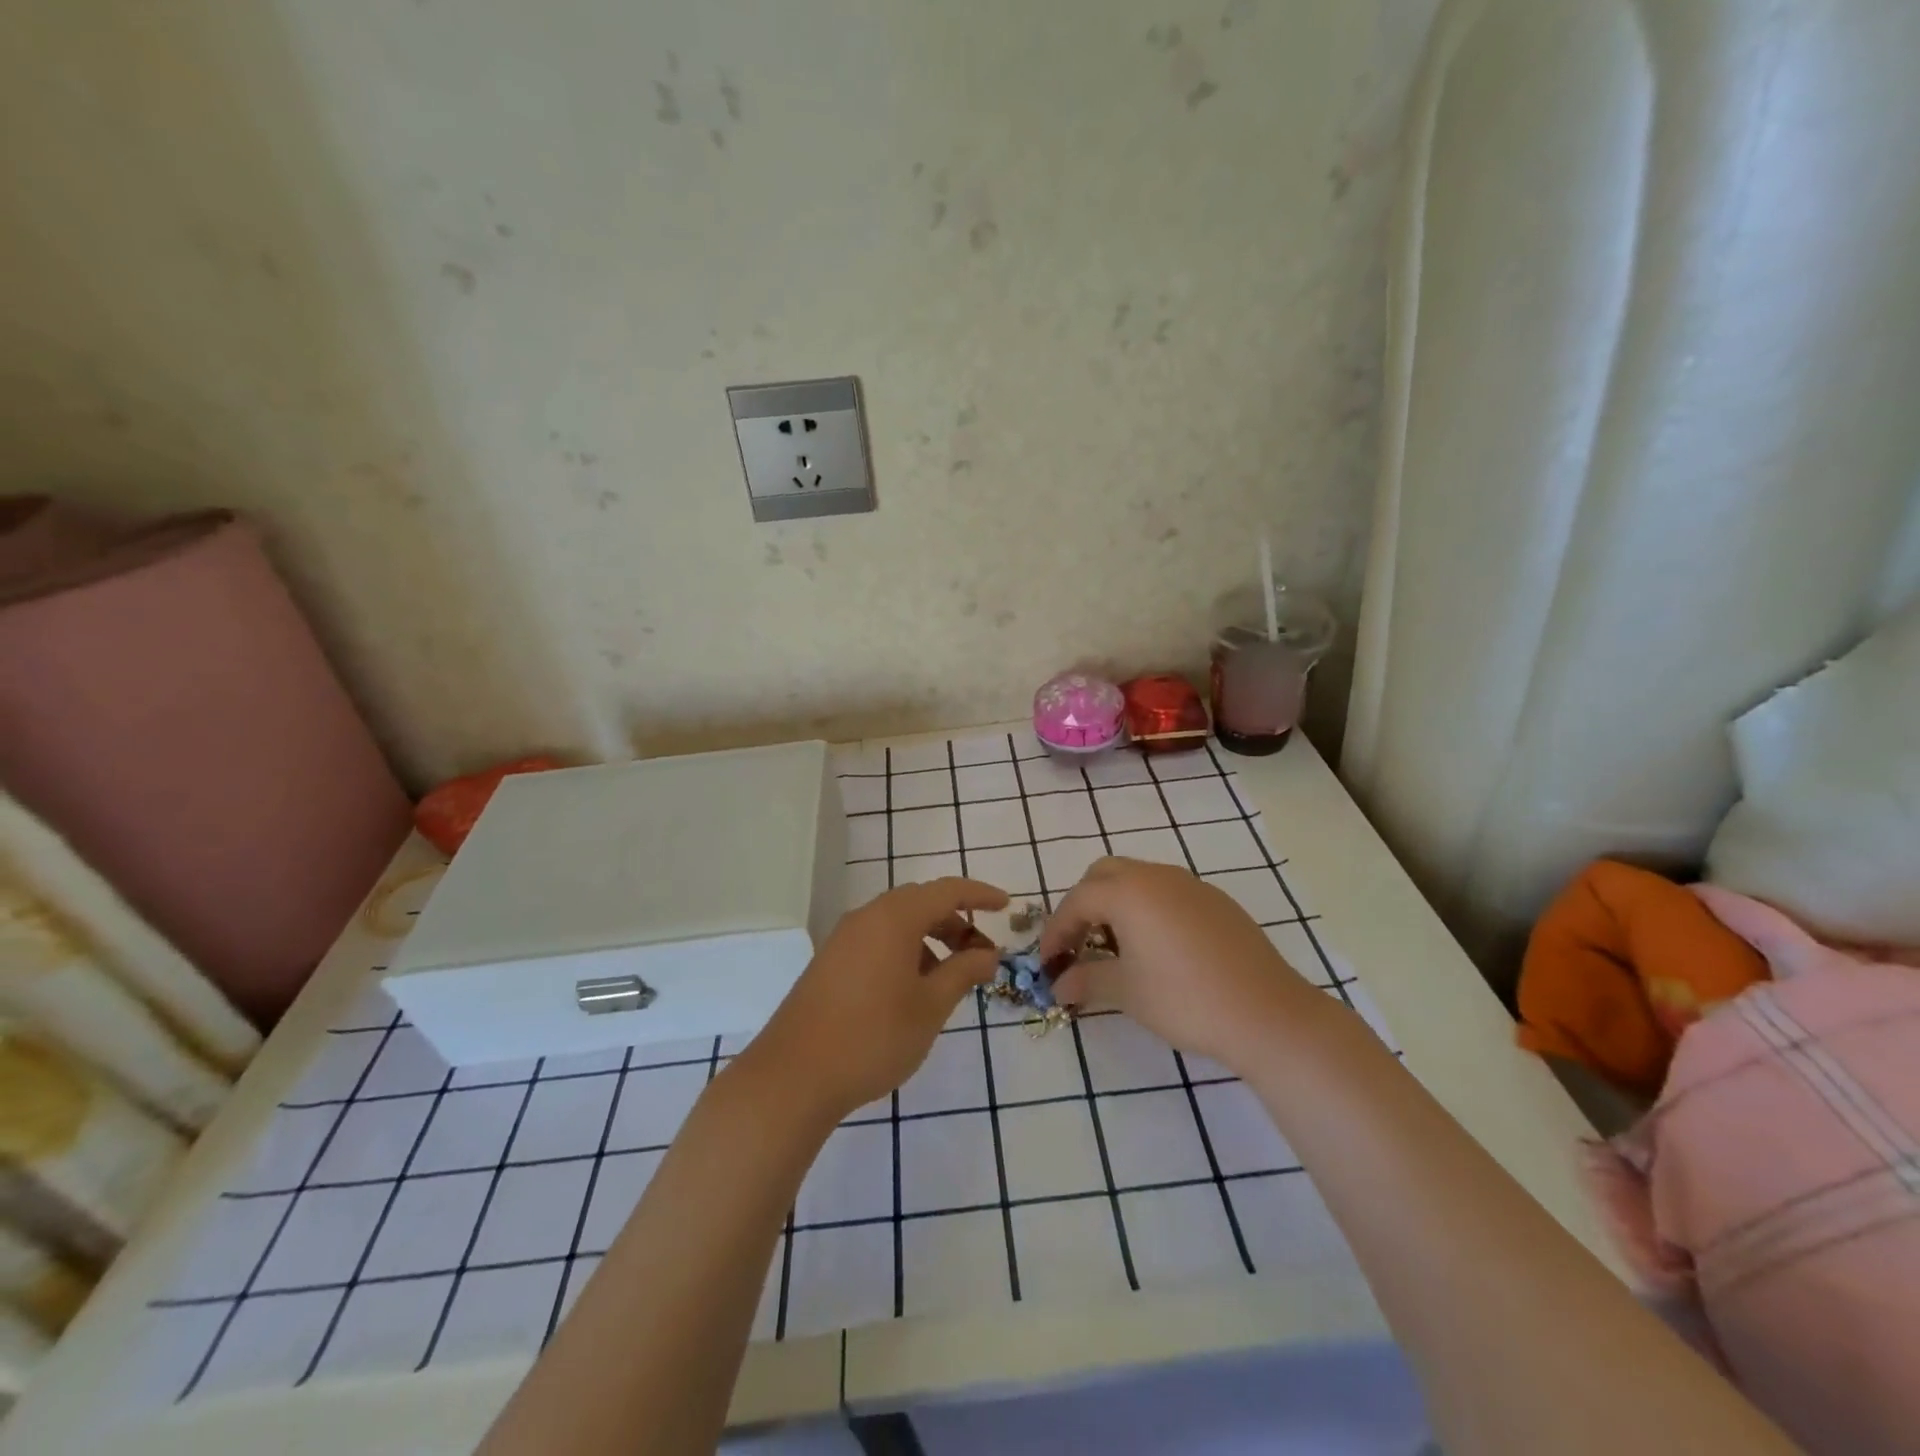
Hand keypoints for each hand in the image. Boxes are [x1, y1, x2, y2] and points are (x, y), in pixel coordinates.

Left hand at [746, 877, 1008, 1122]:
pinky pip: (878, 941)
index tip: (1006, 906)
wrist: (794, 1075)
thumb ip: (963, 973)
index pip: (946, 890)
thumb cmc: (873, 1036)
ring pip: (898, 924)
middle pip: (921, 904)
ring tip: (951, 978)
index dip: (979, 895)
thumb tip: (988, 954)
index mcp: (894, 917)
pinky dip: (906, 952)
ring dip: (931, 940)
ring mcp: (843, 939)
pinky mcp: (830, 962)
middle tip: (982, 955)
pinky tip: (914, 990)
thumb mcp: (931, 1006)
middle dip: (956, 923)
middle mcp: (867, 917)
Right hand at [1041, 857, 1319, 1074]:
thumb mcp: (1127, 991)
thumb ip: (1087, 979)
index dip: (1056, 931)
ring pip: (1138, 879)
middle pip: (1105, 875)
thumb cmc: (1185, 999)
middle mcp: (1157, 876)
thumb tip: (1059, 985)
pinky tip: (1157, 949)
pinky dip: (1148, 910)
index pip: (1077, 901)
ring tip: (1115, 948)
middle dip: (1084, 905)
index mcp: (1128, 891)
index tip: (1047, 962)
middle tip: (1078, 944)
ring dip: (1116, 904)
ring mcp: (1191, 885)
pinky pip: (1168, 893)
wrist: (1267, 1013)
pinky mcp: (1217, 902)